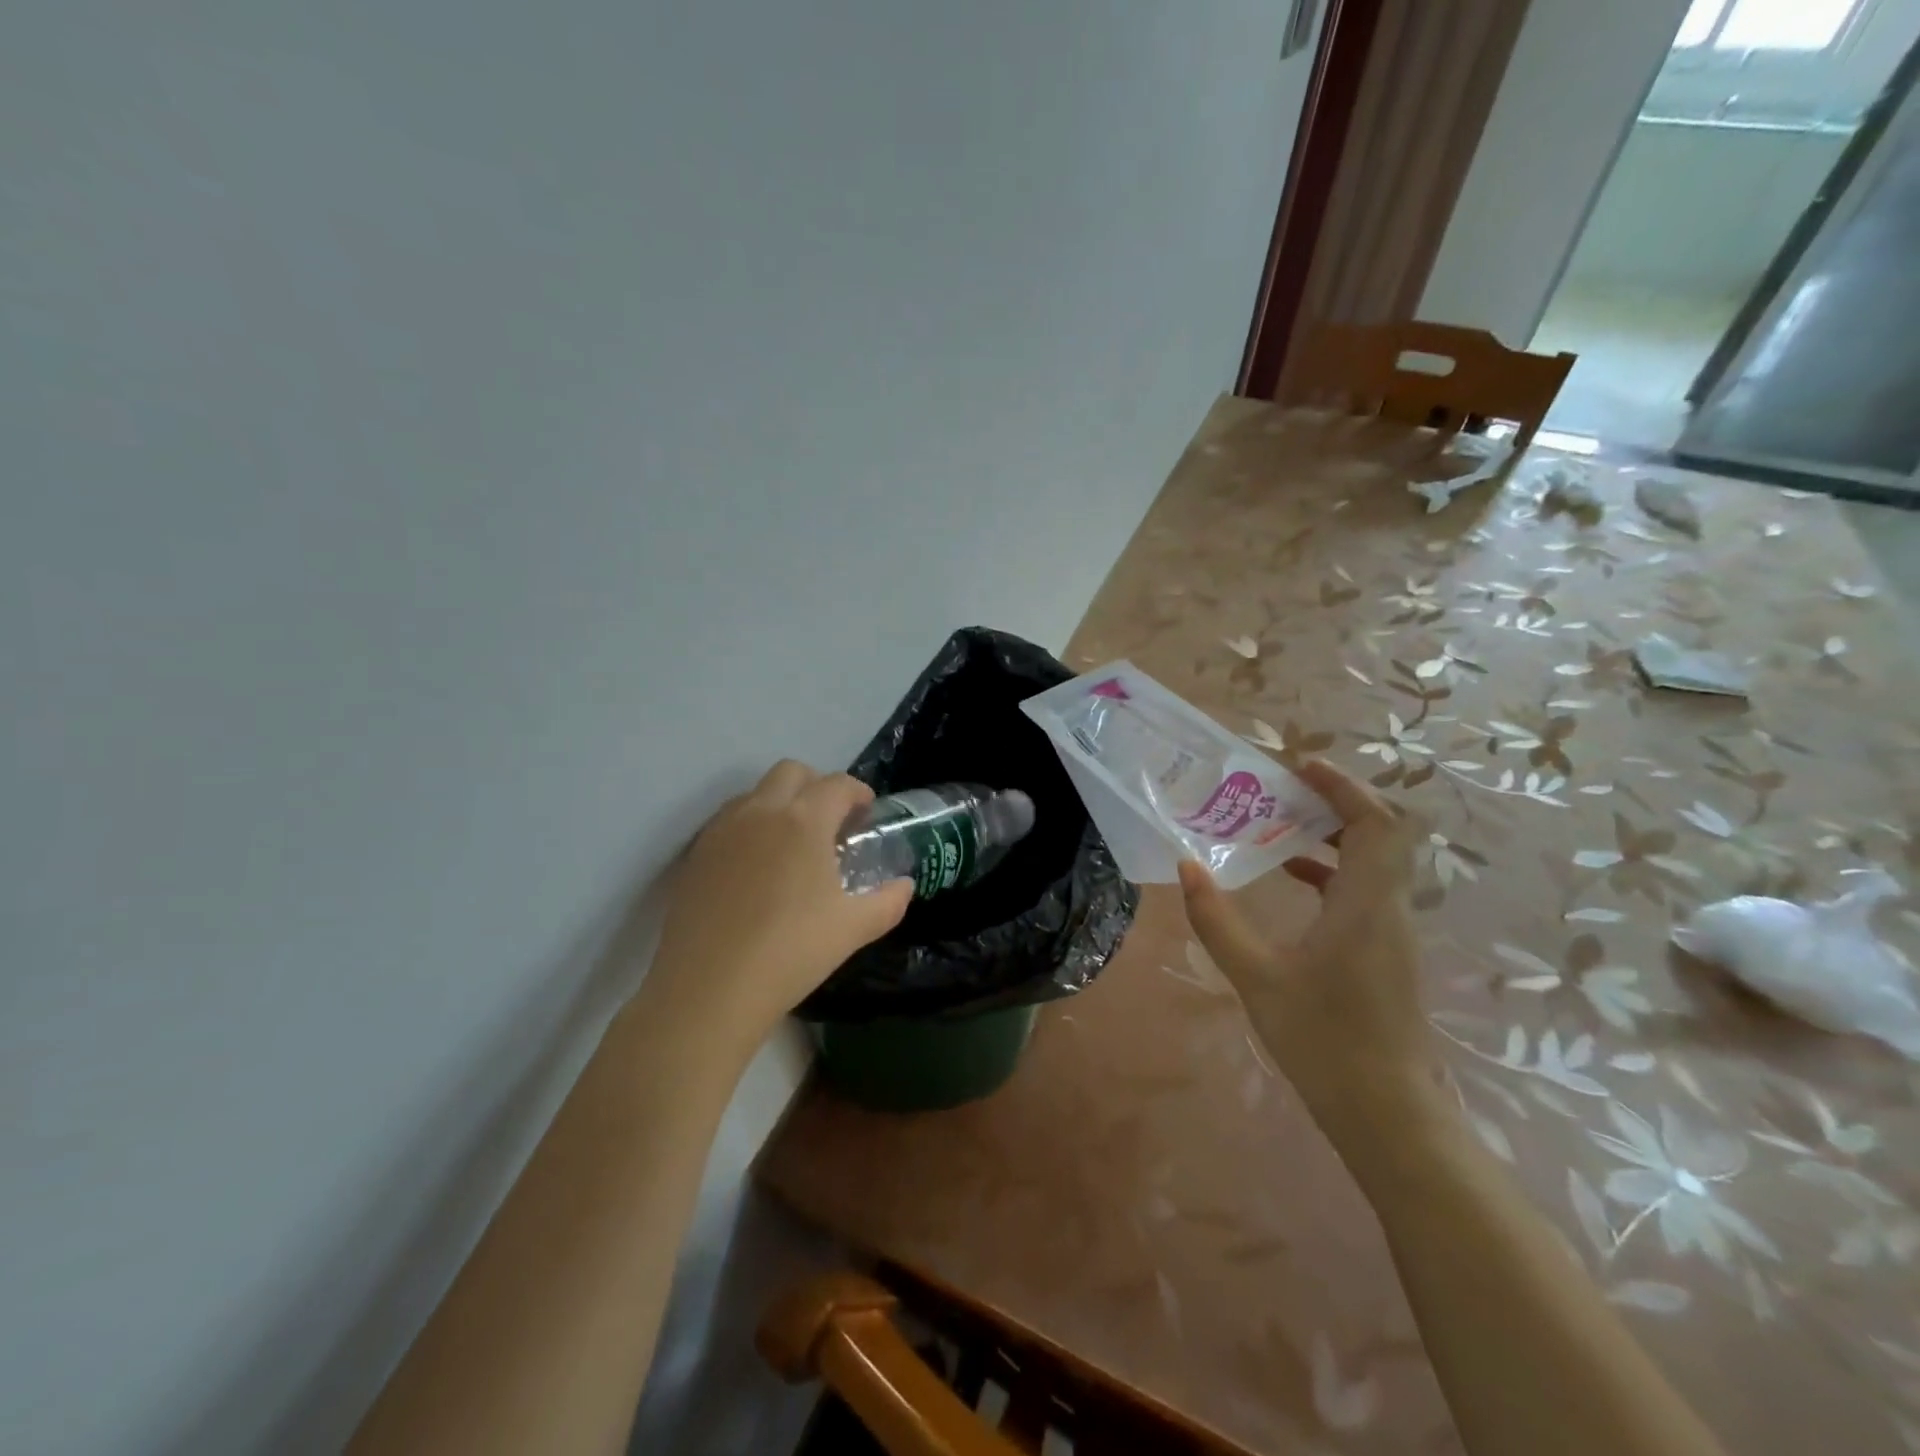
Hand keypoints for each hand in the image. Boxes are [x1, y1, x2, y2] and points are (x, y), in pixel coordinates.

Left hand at [645, 761, 912, 1048]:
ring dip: (780, 803)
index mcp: (804, 820)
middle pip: (791, 772)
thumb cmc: (790, 952)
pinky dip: (749, 827)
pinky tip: (756, 869)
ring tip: (792, 844)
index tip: (866, 813)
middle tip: (831, 822)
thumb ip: (888, 901)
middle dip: (817, 786)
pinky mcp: (694, 855)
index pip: (838, 784)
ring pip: (755, 793)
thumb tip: (904, 886)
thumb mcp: (853, 929)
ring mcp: (721, 830)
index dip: (858, 793)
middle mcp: (760, 811)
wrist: (708, 989)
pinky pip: (728, 822)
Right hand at [1179, 760, 1437, 1140]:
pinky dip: (1333, 869)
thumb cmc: (1323, 1040)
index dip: (1344, 787)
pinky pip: (1366, 888)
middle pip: (1381, 833)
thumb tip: (1186, 866)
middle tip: (1284, 789)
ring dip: (1334, 834)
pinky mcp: (1386, 951)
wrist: (1386, 1112)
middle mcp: (1389, 908)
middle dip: (1336, 802)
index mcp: (1366, 904)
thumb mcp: (1256, 977)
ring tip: (1279, 823)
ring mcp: (1393, 931)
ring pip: (1375, 861)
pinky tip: (1292, 878)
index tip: (1301, 766)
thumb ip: (1217, 919)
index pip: (1376, 823)